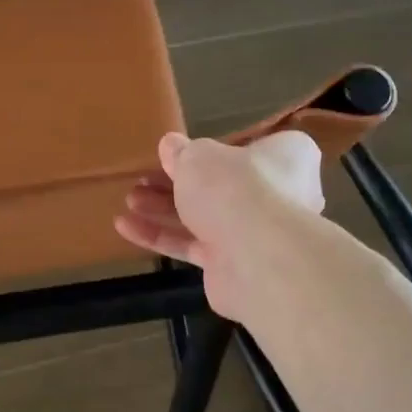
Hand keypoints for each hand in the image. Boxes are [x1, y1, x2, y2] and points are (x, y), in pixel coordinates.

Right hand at [115, 130, 323, 322]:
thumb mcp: (199, 158)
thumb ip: (182, 153)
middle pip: (219, 186)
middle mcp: (277, 196)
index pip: (250, 148)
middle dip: (176, 183)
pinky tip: (125, 227)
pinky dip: (161, 237)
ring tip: (129, 200)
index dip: (213, 151)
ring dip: (163, 209)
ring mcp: (255, 234)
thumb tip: (170, 145)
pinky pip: (192, 247)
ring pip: (203, 217)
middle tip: (143, 179)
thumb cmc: (234, 188)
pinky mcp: (231, 265)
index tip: (180, 153)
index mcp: (285, 158)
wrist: (255, 258)